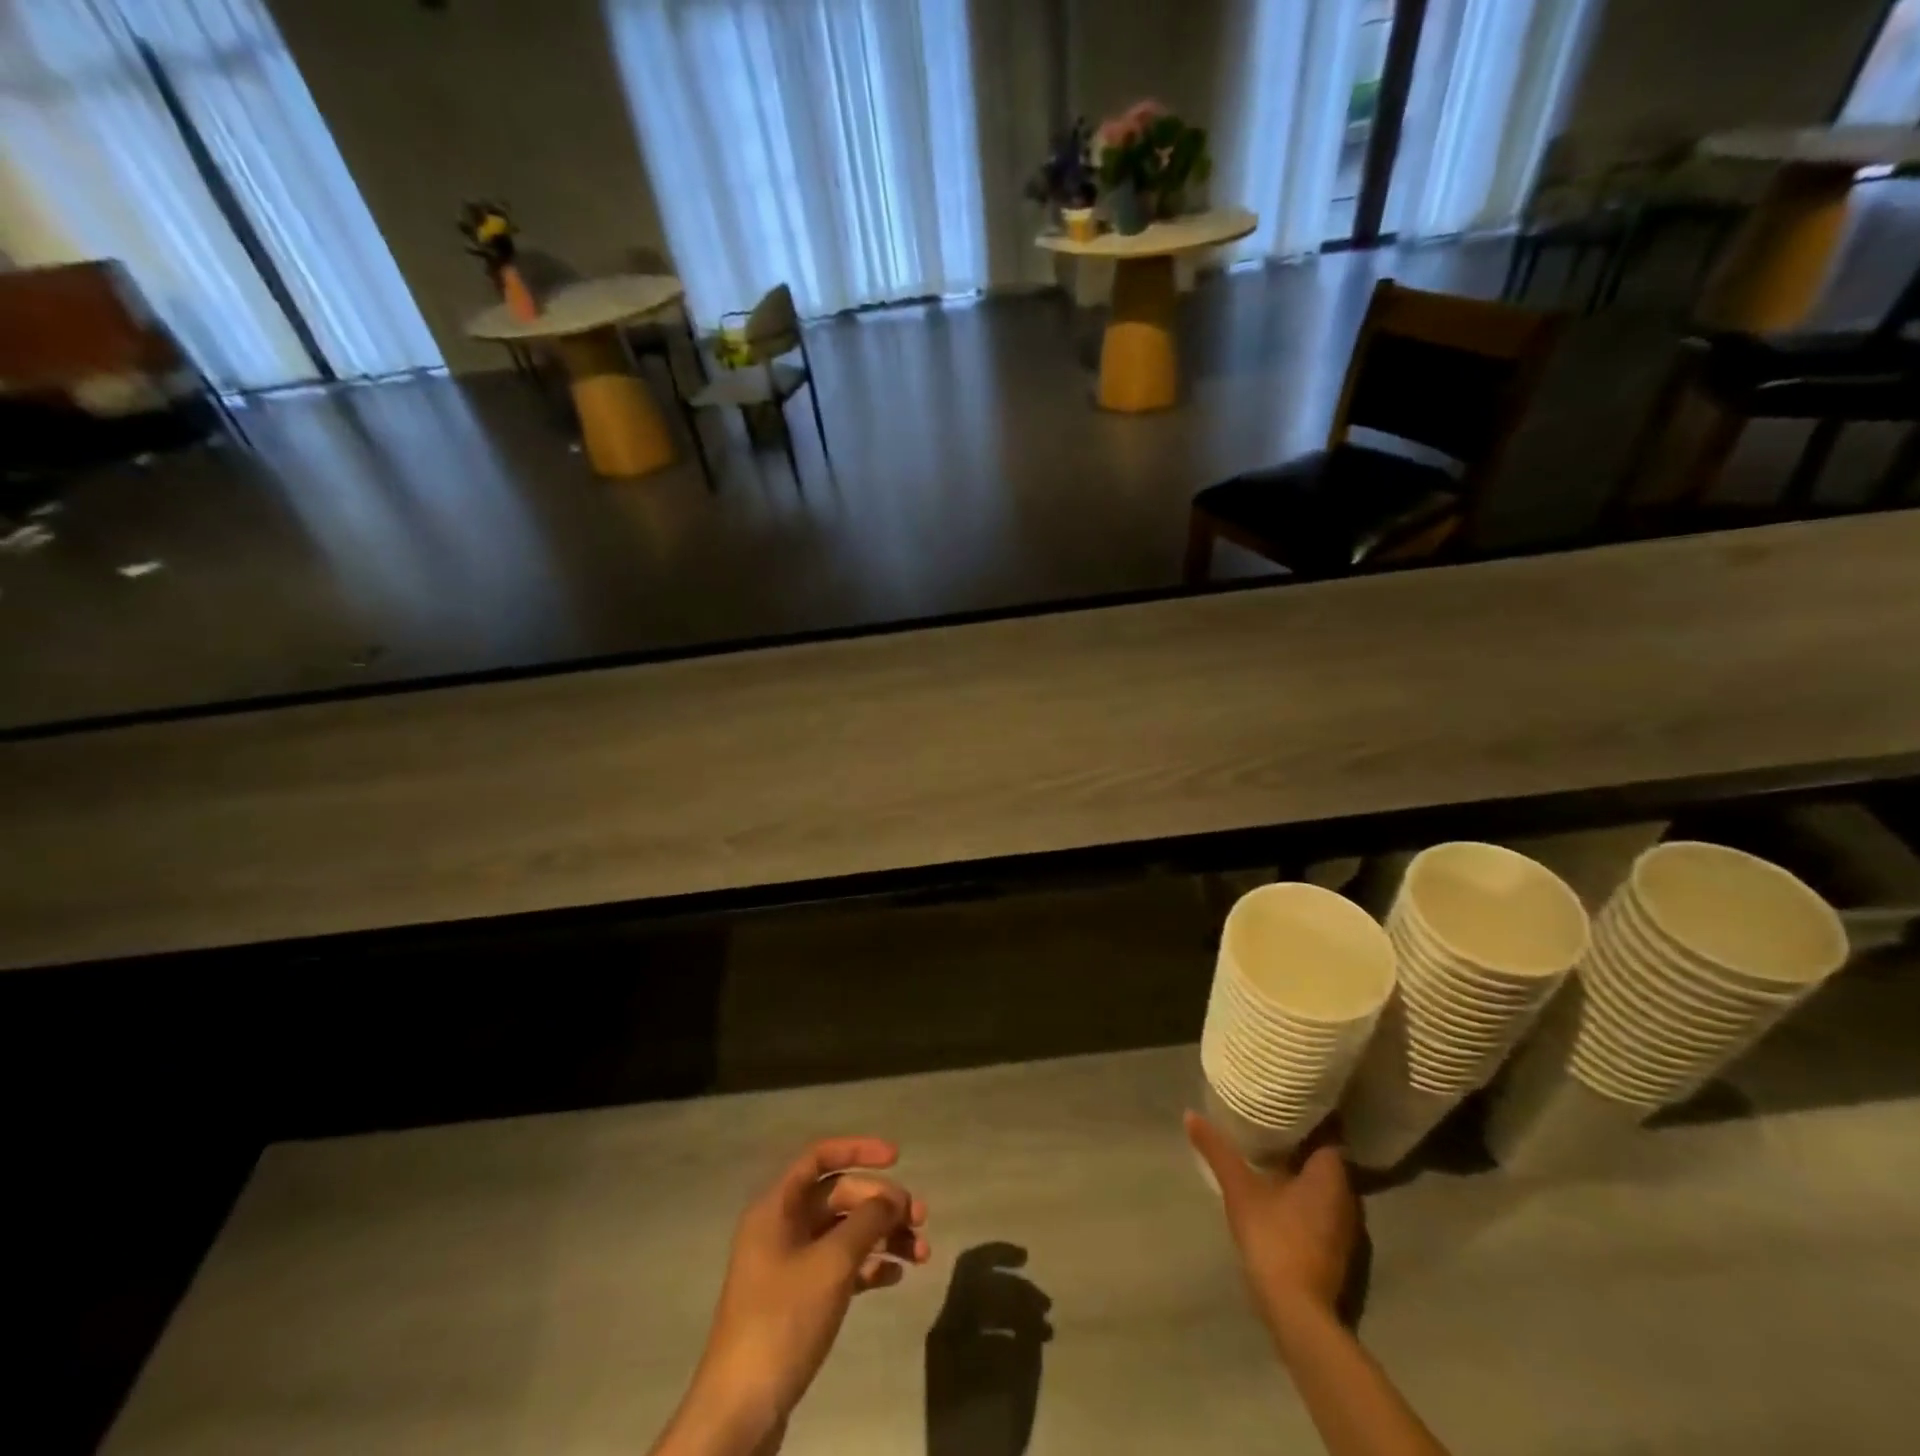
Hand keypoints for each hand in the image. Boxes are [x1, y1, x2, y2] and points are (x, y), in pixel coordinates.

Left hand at [663, 1137, 929, 1455]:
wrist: (740, 1411)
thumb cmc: (783, 1321)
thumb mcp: (831, 1264)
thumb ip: (866, 1222)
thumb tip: (893, 1197)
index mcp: (777, 1207)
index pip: (819, 1156)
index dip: (858, 1150)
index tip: (897, 1157)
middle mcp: (781, 1227)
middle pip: (838, 1196)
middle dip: (880, 1203)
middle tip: (920, 1218)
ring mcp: (789, 1265)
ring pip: (843, 1233)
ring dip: (882, 1237)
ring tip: (921, 1253)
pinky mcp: (798, 1300)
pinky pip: (840, 1267)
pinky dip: (868, 1267)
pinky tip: (896, 1276)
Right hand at [1185, 1111, 1357, 1338]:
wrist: (1298, 1312)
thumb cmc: (1274, 1239)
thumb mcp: (1240, 1189)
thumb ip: (1217, 1150)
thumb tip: (1190, 1114)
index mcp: (1331, 1174)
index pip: (1329, 1131)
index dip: (1311, 1113)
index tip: (1288, 1098)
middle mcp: (1348, 1196)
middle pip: (1328, 1156)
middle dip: (1304, 1138)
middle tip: (1274, 1118)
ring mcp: (1346, 1226)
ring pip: (1326, 1183)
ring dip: (1304, 1167)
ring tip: (1274, 1148)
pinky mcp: (1338, 1248)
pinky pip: (1324, 1205)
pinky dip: (1306, 1192)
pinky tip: (1281, 1188)